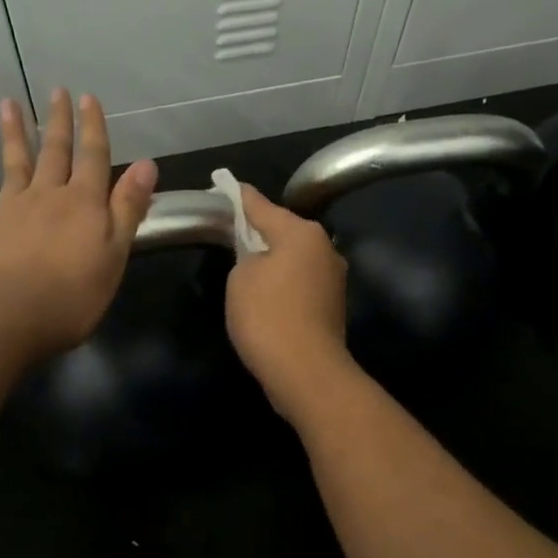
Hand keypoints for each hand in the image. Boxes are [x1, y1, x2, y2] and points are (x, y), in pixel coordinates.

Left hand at [0, 90, 157, 359]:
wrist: (9, 319)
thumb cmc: (73, 293)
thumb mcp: (115, 253)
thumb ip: (128, 208)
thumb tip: (146, 164)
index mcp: (82, 203)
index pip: (92, 157)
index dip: (93, 127)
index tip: (88, 97)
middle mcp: (46, 197)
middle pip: (54, 153)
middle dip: (58, 122)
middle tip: (55, 91)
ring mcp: (10, 213)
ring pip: (13, 167)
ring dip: (13, 136)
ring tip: (8, 105)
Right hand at [223, 184, 354, 415]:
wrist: (306, 373)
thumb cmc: (268, 316)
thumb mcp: (241, 276)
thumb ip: (246, 252)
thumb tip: (258, 252)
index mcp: (302, 232)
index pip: (261, 206)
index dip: (238, 197)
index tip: (223, 185)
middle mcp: (325, 247)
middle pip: (283, 230)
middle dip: (258, 230)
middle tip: (230, 231)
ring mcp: (333, 277)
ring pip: (295, 257)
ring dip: (273, 259)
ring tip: (245, 265)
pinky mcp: (333, 304)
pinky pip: (301, 281)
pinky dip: (284, 282)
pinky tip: (267, 294)